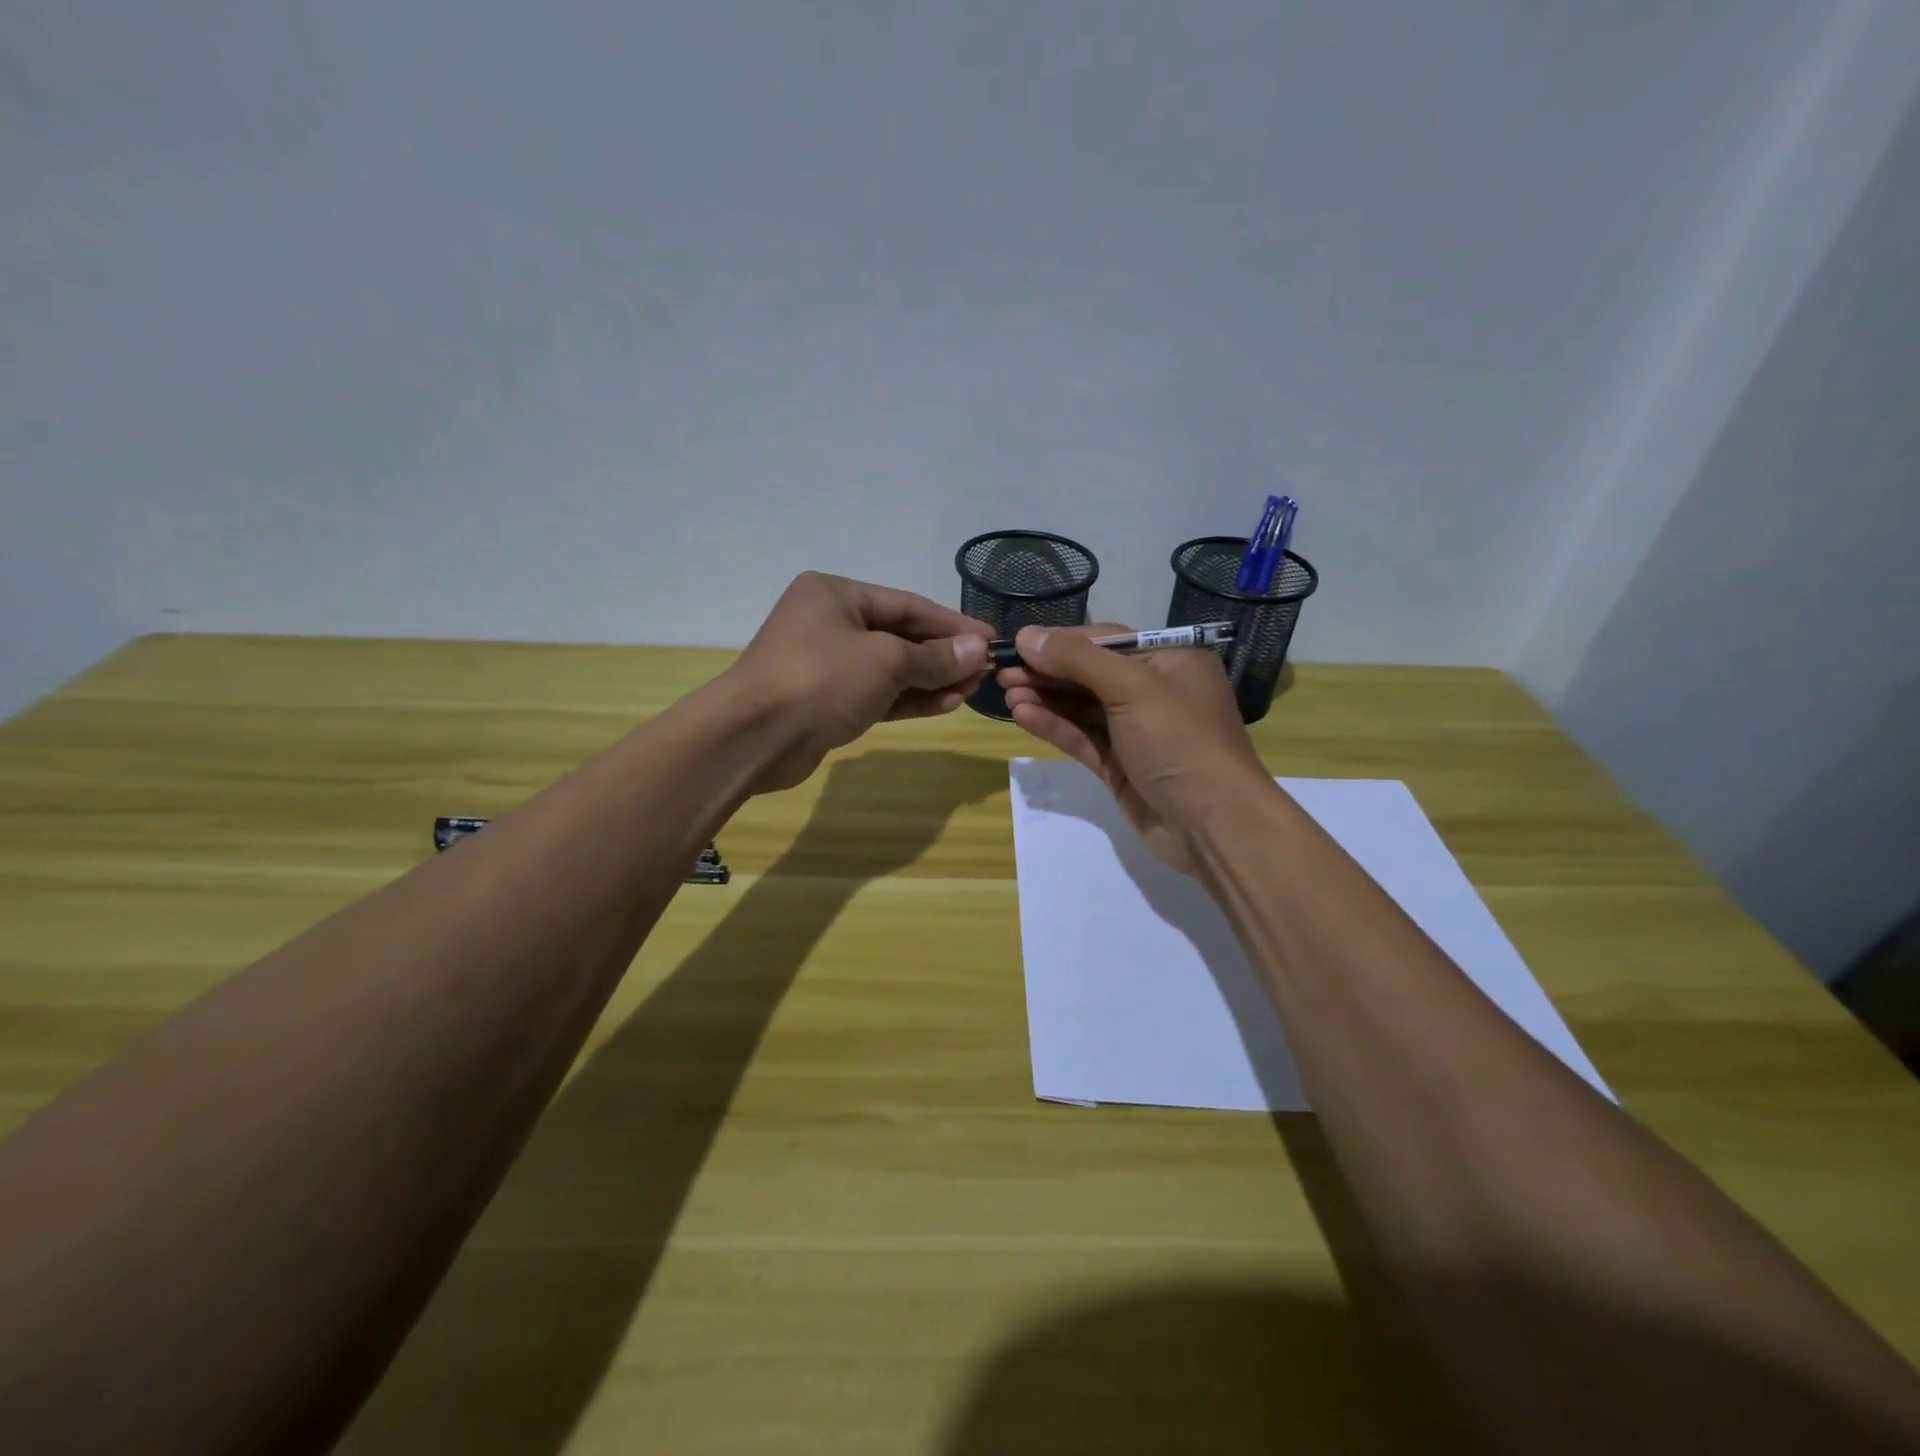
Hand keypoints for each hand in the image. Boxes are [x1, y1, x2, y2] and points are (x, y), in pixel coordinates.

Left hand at [726, 572, 992, 793]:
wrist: (755, 737)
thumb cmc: (822, 679)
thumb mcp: (886, 661)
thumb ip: (934, 657)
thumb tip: (978, 650)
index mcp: (836, 594)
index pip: (907, 605)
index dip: (952, 623)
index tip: (991, 639)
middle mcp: (829, 623)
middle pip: (899, 636)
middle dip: (943, 655)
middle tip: (984, 672)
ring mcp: (827, 664)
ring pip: (890, 669)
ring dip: (930, 680)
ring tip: (971, 691)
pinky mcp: (827, 701)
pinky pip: (877, 694)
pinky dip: (908, 699)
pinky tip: (945, 704)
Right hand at [999, 624, 1273, 873]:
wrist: (1213, 826)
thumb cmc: (1180, 741)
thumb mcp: (1132, 688)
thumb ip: (1077, 659)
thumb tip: (1026, 636)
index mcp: (1170, 660)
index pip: (1105, 640)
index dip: (1059, 642)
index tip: (1016, 645)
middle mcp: (1154, 691)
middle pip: (1089, 674)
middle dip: (1047, 672)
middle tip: (1001, 673)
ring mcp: (1136, 731)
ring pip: (1082, 708)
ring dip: (1045, 699)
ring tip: (1005, 693)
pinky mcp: (1121, 766)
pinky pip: (1082, 738)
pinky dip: (1054, 726)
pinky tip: (1023, 716)